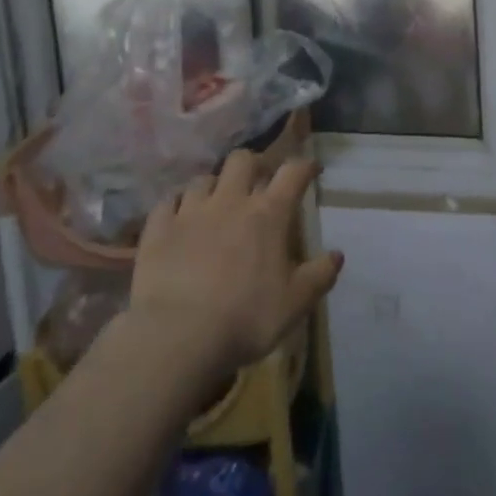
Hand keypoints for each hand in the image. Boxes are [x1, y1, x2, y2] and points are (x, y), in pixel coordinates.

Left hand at [129, 151, 342, 380]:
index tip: (311, 169)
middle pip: (243, 159)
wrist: (177, 336)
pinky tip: (179, 217)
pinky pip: (168, 201)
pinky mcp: (158, 227)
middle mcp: (230, 200)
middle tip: (258, 182)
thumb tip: (337, 254)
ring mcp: (191, 211)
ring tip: (216, 202)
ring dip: (214, 185)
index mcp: (268, 214)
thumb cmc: (245, 318)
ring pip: (204, 177)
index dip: (304, 166)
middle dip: (254, 164)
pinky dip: (177, 204)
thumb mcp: (295, 304)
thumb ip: (319, 275)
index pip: (292, 172)